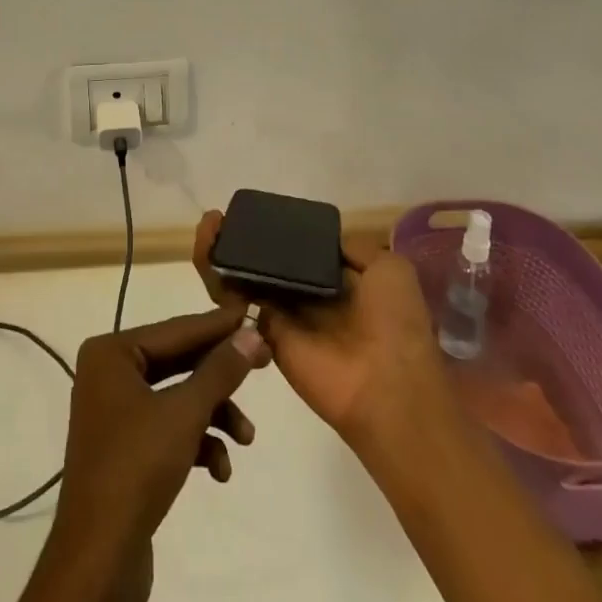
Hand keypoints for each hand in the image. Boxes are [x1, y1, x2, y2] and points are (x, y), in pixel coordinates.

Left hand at [0, 307, 269, 601]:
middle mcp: (109, 373)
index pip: (176, 329)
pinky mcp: (126, 449)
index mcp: (111, 352)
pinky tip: (220, 470)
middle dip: (220, 374)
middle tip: (265, 364)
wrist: (99, 559)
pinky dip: (197, 442)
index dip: (218, 325)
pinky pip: (168, 428)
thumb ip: (220, 370)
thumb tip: (252, 332)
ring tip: (246, 439)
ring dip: (214, 415)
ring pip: (177, 398)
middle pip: (178, 362)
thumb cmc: (137, 467)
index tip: (254, 312)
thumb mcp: (185, 413)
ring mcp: (116, 412)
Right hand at [193, 211, 448, 444]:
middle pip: (264, 262)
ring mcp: (283, 316)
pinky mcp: (264, 333)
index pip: (297, 250)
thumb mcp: (389, 269)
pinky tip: (206, 248)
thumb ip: (353, 248)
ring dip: (221, 251)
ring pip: (243, 278)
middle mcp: (306, 296)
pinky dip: (216, 276)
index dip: (274, 231)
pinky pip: (235, 304)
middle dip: (240, 238)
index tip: (253, 213)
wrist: (389, 388)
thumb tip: (322, 240)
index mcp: (337, 280)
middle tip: (218, 218)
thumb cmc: (396, 324)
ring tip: (208, 226)